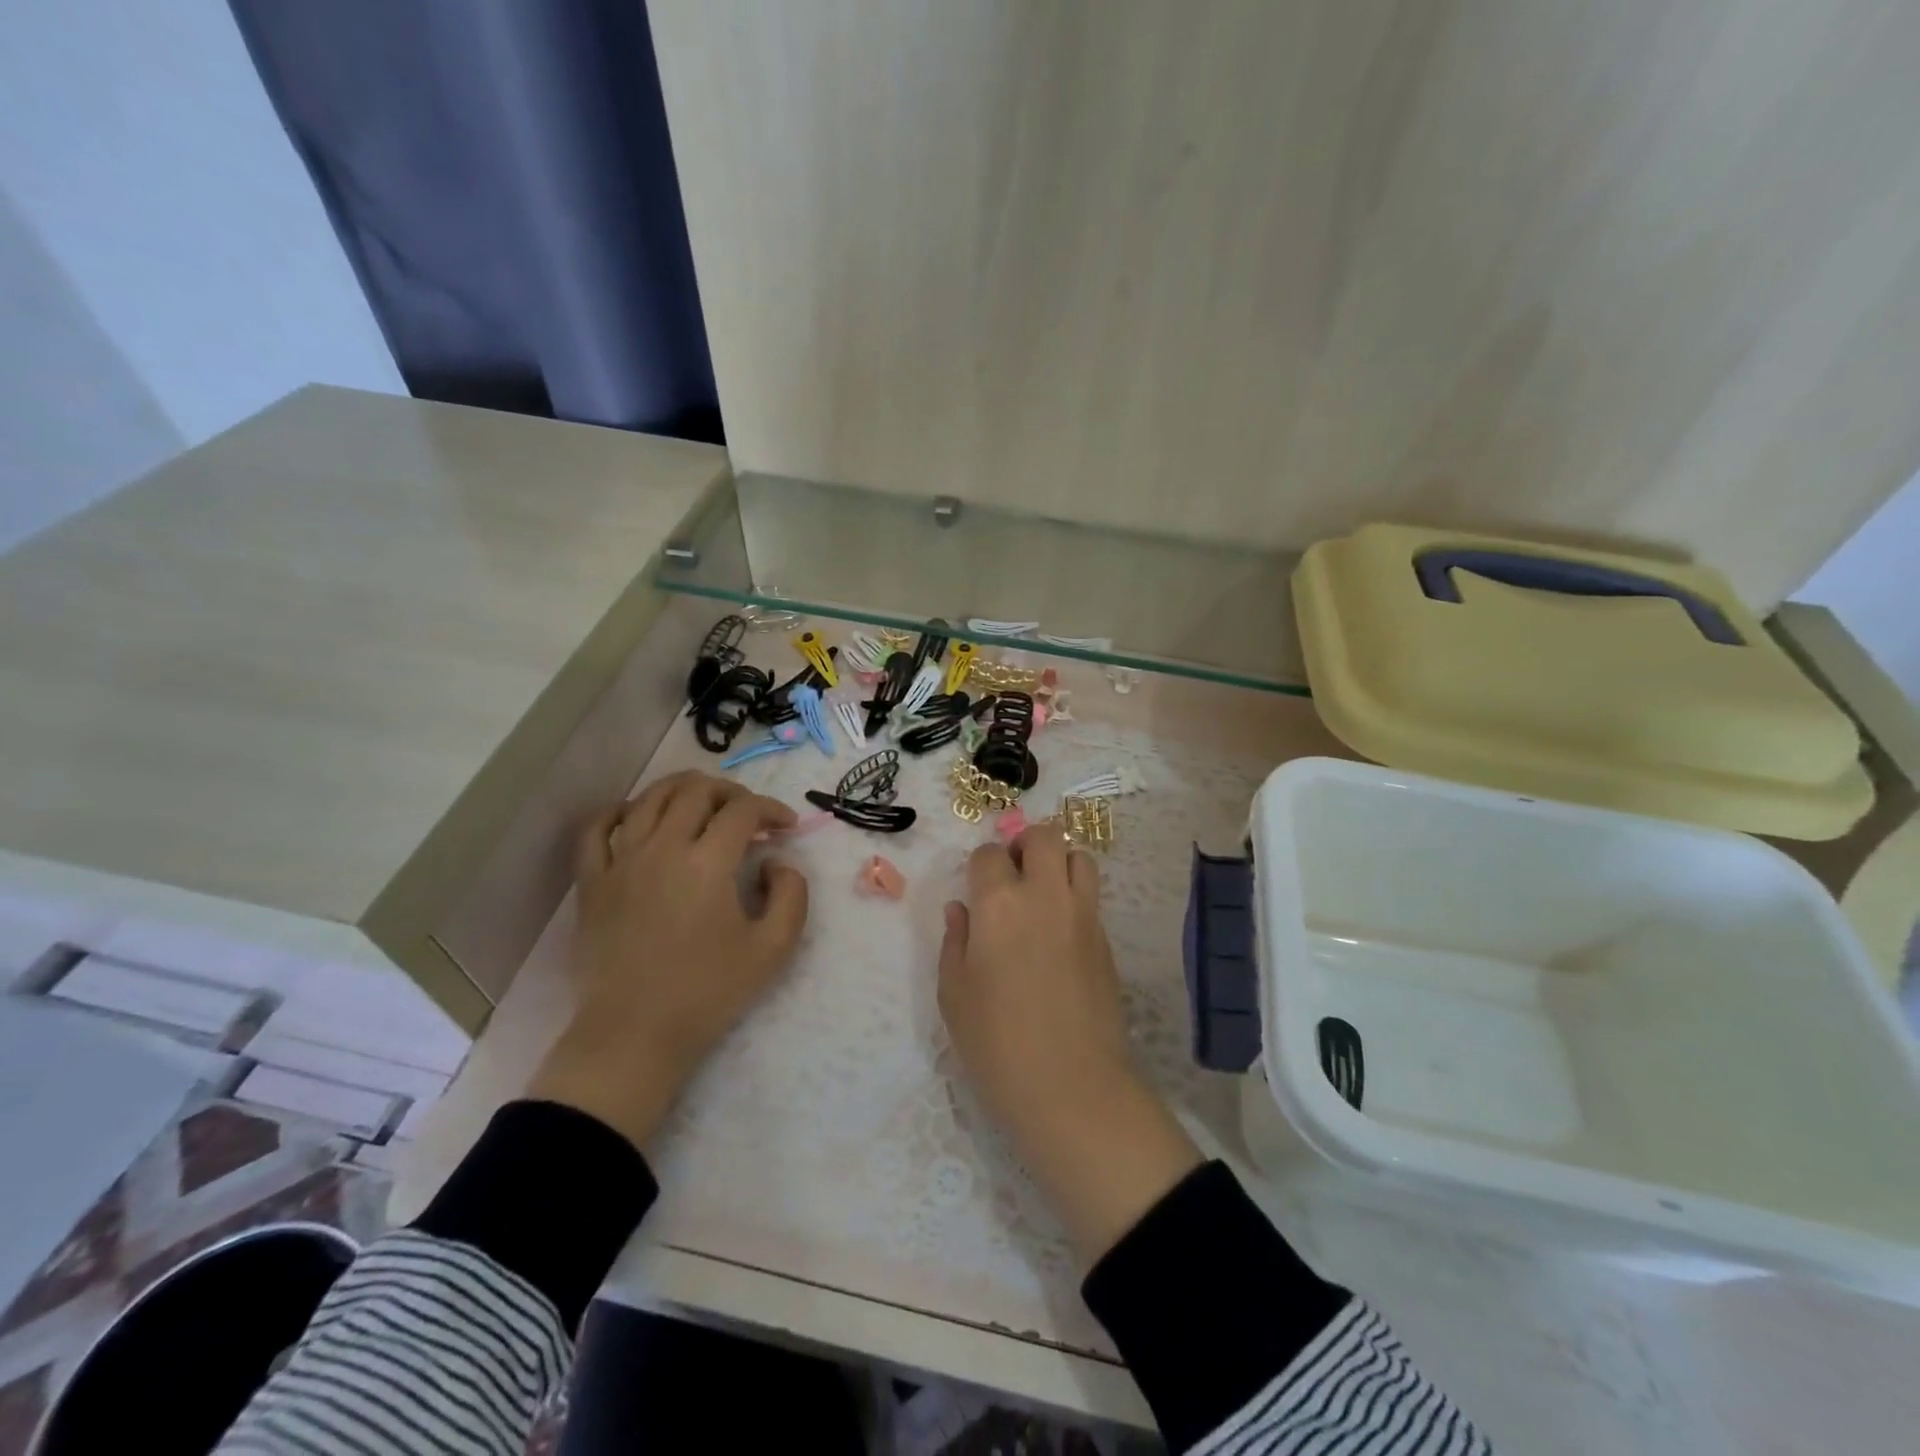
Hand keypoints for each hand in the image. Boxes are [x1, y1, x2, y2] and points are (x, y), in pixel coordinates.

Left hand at [528, 771, 808, 1150]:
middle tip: (750, 814)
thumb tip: (778, 863)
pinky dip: (620, 811)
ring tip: (704, 804)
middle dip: (732, 792)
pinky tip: (637, 817)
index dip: (772, 809)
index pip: (744, 810)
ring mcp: (620, 861)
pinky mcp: (592, 881)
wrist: (635, 1034)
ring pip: (650, 798)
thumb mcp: (774, 949)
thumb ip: (792, 896)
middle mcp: (661, 848)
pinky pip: (597, 828)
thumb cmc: (708, 992)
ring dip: (684, 790)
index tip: (787, 827)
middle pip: (697, 791)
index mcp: (707, 863)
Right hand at [938, 829, 1200, 1263]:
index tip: (976, 889)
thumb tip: (961, 910)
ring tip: (1042, 893)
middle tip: (1012, 875)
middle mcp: (1044, 895)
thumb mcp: (954, 994)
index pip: (989, 854)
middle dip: (1024, 845)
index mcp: (998, 903)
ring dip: (1058, 862)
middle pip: (1044, 837)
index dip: (980, 866)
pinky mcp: (1106, 939)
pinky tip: (1059, 931)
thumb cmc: (996, 1044)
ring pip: (1078, 856)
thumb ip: (955, 941)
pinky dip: (1075, 895)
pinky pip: (1091, 895)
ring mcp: (1082, 914)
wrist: (1071, 1087)